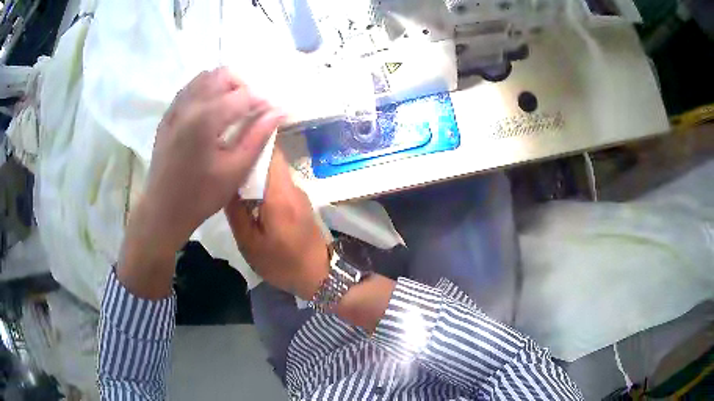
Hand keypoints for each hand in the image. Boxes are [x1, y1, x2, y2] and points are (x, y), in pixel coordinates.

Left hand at [137, 67, 285, 253]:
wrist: (163, 209)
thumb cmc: (201, 195)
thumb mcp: (235, 170)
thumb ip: (258, 136)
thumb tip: (279, 111)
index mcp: (206, 119)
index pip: (243, 95)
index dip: (263, 101)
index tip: (273, 112)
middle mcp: (189, 105)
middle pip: (222, 75)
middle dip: (242, 86)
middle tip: (250, 109)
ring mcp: (175, 108)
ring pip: (204, 77)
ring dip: (223, 85)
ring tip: (231, 107)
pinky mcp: (167, 115)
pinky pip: (189, 89)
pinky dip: (205, 91)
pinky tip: (211, 111)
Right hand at [225, 149, 328, 299]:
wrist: (319, 276)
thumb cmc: (282, 264)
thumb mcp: (251, 244)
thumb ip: (237, 212)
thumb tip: (227, 185)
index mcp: (280, 195)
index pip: (271, 153)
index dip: (253, 142)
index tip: (233, 140)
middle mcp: (292, 187)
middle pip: (273, 159)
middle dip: (251, 155)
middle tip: (227, 158)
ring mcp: (299, 193)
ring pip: (275, 170)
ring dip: (257, 169)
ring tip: (234, 173)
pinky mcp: (300, 201)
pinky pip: (279, 182)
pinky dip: (264, 181)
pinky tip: (249, 191)